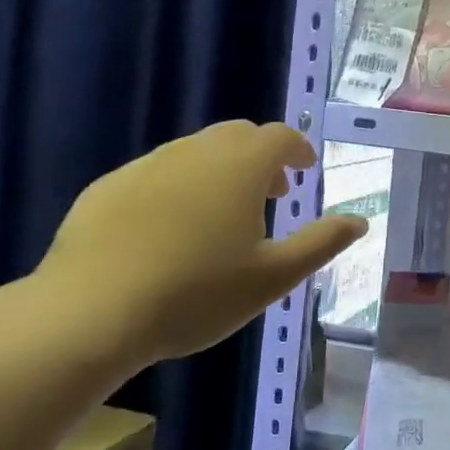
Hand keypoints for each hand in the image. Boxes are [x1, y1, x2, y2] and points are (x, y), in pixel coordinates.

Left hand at [38, 122, 366, 364]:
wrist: (89, 314)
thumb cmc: (196, 294)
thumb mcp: (273, 277)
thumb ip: (321, 243)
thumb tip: (360, 221)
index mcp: (240, 167)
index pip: (279, 137)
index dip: (297, 149)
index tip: (304, 171)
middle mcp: (194, 152)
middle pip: (237, 135)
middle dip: (260, 156)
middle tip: (269, 194)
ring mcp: (146, 166)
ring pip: (195, 151)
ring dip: (220, 169)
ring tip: (222, 214)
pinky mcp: (107, 187)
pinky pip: (156, 172)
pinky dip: (179, 185)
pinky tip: (170, 229)